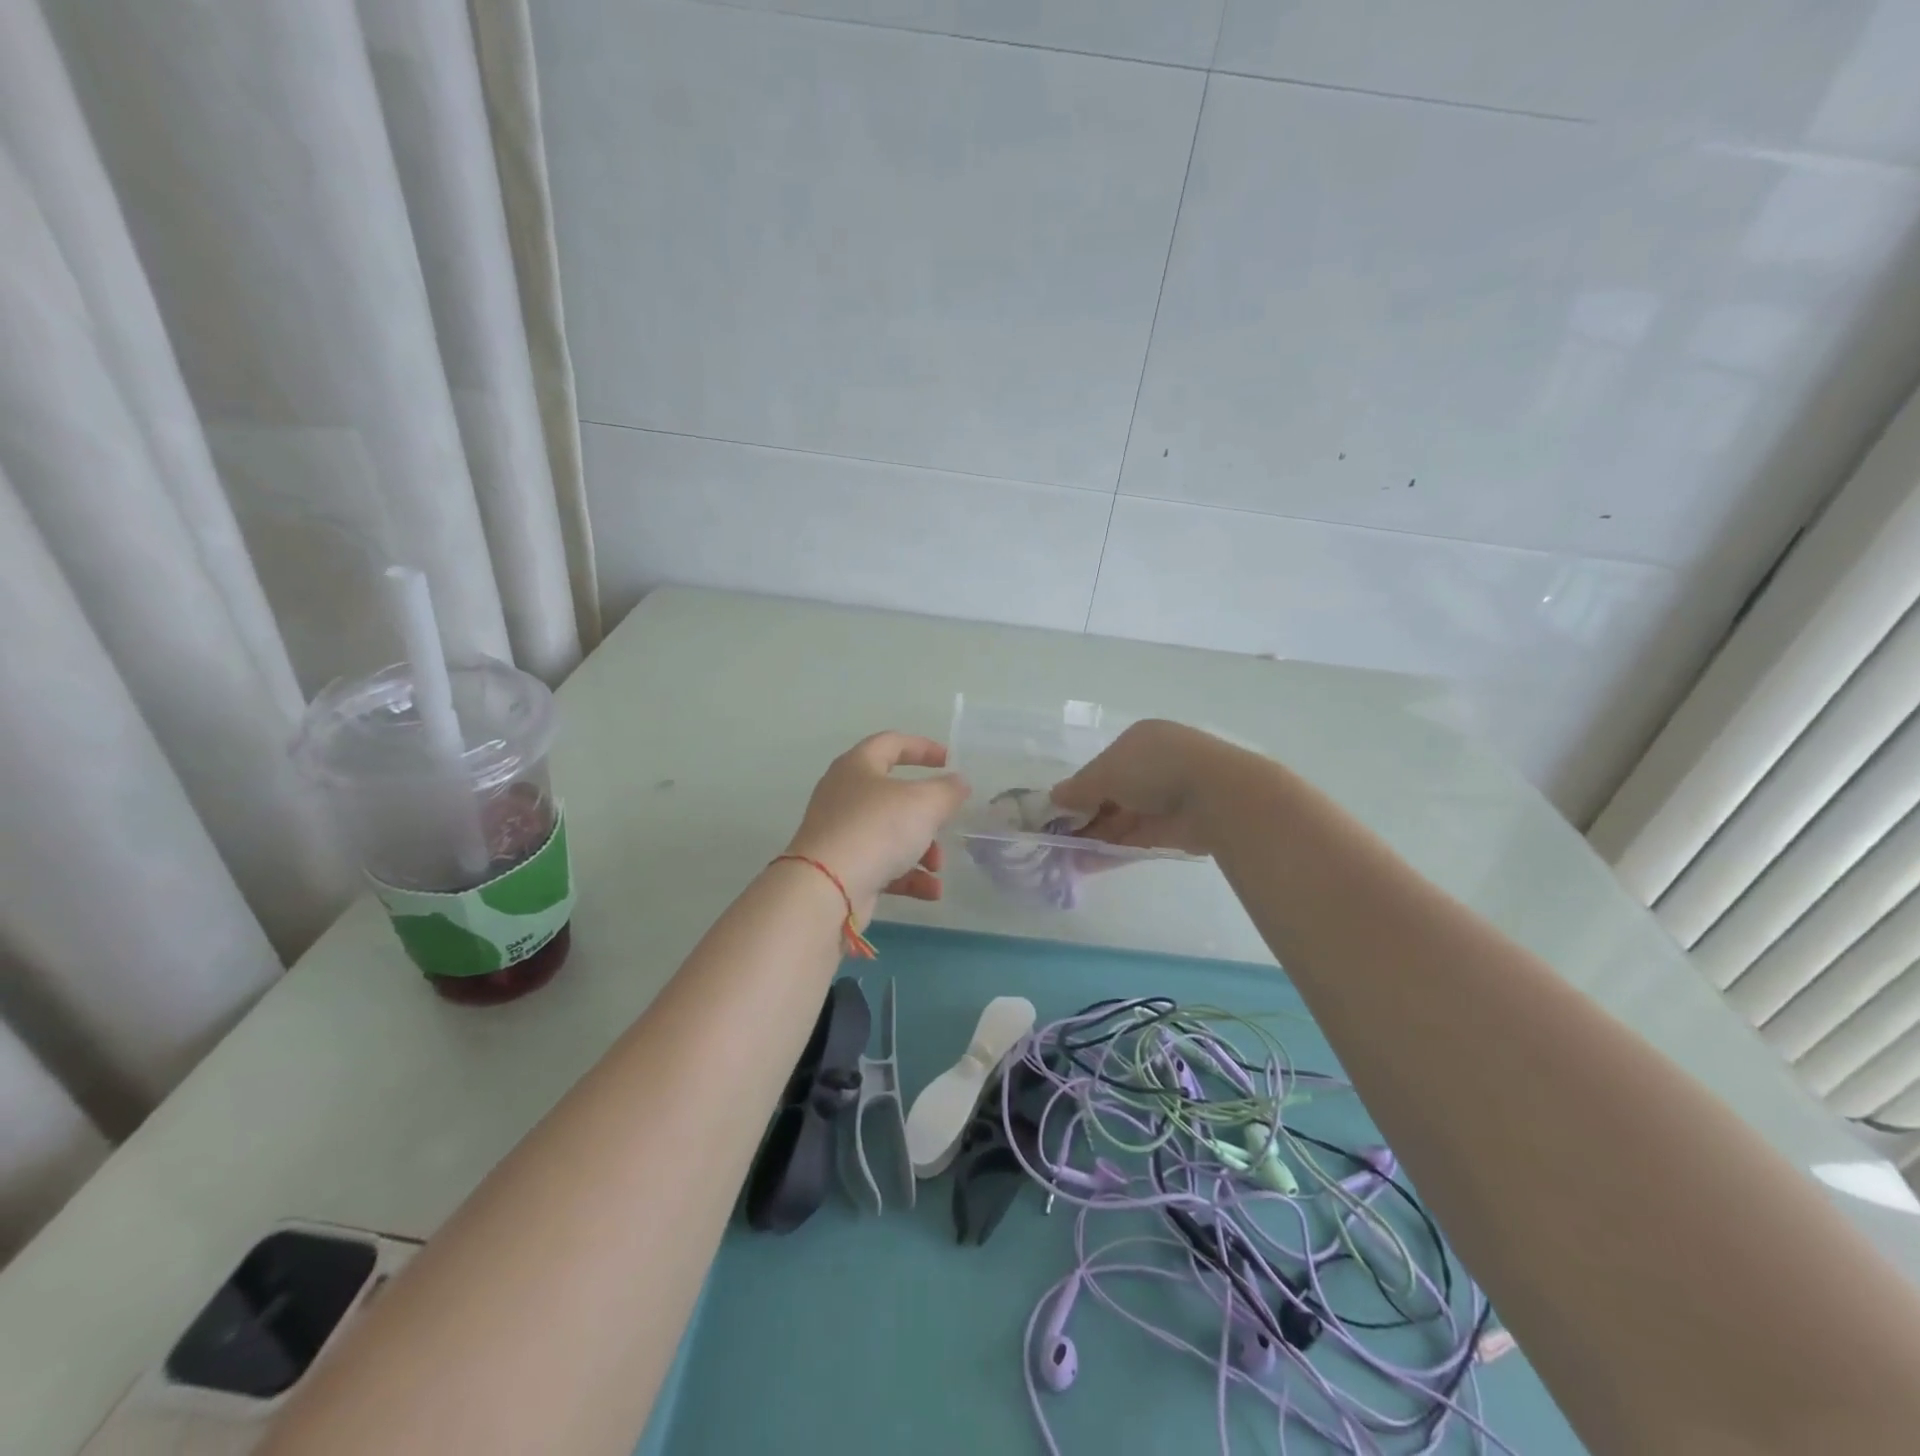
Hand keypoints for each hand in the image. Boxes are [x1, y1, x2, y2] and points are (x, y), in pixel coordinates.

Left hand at [783, 733, 970, 919]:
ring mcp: (841, 833)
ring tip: (937, 867)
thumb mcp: (924, 803)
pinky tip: (931, 891)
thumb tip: (958, 783)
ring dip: (922, 849)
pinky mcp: (842, 868)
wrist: (826, 888)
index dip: (922, 747)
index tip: (949, 761)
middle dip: (927, 814)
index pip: (891, 743)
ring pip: (890, 834)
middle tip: (946, 823)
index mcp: (857, 766)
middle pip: (894, 795)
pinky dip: (908, 876)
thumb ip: (947, 790)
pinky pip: (882, 866)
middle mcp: (844, 795)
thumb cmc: (877, 829)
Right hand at [1049, 719, 1249, 858]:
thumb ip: (1079, 788)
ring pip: (1121, 819)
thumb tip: (1055, 797)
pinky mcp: (1173, 830)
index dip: (1079, 788)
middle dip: (1083, 816)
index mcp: (1139, 742)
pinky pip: (1135, 839)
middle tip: (1055, 837)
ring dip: (1093, 837)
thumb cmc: (1154, 767)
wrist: (1216, 795)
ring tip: (1063, 856)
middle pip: (1110, 794)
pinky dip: (1111, 850)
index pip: (1102, 766)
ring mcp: (1165, 800)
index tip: (1056, 810)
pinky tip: (1085, 863)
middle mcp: (1153, 767)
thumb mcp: (1106, 772)